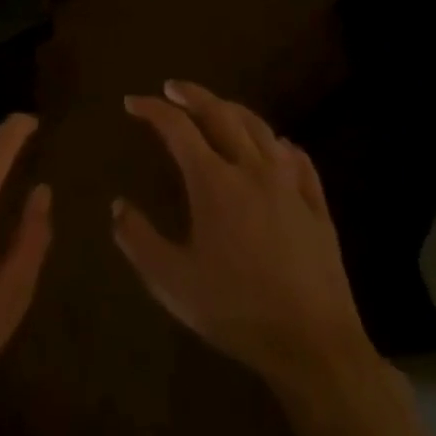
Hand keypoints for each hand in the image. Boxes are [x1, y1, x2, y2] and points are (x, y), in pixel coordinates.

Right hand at [114, 80, 367, 382]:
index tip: (132, 103)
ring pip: (260, 128)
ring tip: (218, 108)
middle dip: (192, 95)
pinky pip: (299, 161)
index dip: (152, 109)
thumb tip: (117, 206)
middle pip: (220, 113)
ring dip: (233, 110)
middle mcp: (251, 169)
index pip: (177, 127)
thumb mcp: (172, 282)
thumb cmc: (237, 311)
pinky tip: (277, 147)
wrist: (315, 347)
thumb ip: (139, 240)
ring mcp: (289, 185)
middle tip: (172, 88)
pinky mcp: (317, 207)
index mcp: (213, 181)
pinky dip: (280, 144)